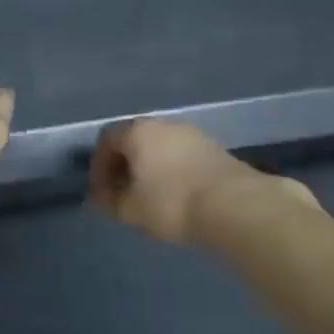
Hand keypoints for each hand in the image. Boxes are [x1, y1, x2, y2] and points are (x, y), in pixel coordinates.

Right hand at [89, 119, 315, 244]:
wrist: (234, 204)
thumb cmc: (172, 202)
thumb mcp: (131, 209)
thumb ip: (110, 201)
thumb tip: (101, 196)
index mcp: (138, 131)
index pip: (107, 139)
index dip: (99, 165)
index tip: (101, 191)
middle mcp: (164, 124)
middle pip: (135, 139)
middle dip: (124, 165)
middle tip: (122, 193)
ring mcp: (192, 133)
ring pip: (160, 146)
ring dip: (149, 167)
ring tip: (149, 196)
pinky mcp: (215, 148)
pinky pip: (181, 155)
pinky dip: (171, 170)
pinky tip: (176, 194)